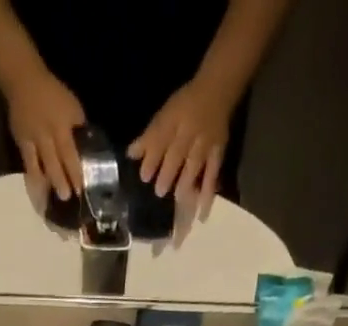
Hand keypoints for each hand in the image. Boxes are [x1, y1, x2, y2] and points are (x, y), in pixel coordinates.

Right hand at [3, 68, 85, 200]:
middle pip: (54, 164)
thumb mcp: (72, 106)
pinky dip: (33, 181)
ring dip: (46, 186)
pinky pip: (28, 166)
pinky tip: (38, 193)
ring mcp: (32, 141)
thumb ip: (78, 127)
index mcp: (61, 126)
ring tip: (50, 203)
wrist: (23, 81)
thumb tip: (87, 148)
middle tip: (67, 199)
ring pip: (40, 168)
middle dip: (61, 183)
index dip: (75, 172)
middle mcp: (46, 136)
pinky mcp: (21, 144)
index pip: (70, 153)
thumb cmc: (52, 93)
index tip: (81, 189)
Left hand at [128, 76, 233, 205]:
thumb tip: (130, 154)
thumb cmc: (185, 105)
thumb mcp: (165, 113)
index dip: (152, 158)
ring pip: (194, 165)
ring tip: (178, 199)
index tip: (144, 176)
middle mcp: (189, 131)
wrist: (217, 89)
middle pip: (178, 153)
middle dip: (168, 173)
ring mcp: (204, 144)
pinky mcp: (217, 154)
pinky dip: (207, 195)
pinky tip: (201, 214)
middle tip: (159, 192)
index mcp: (174, 120)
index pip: (161, 138)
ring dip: (185, 182)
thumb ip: (149, 136)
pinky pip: (212, 176)